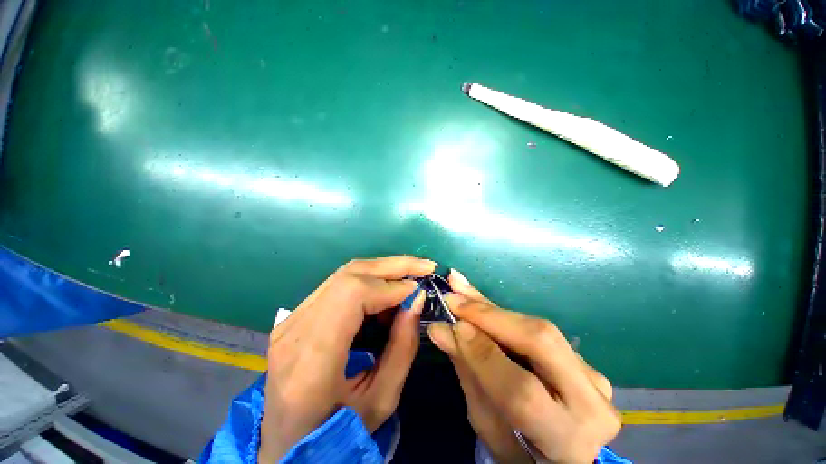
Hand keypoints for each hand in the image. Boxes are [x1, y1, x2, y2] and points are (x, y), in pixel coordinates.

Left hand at [258, 256, 433, 461]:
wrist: (288, 445)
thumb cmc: (336, 434)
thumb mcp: (381, 399)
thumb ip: (402, 346)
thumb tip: (416, 299)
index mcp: (311, 359)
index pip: (353, 295)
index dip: (390, 286)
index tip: (418, 290)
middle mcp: (295, 329)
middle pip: (349, 275)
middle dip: (392, 265)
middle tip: (424, 266)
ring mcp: (292, 319)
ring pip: (344, 274)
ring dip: (382, 270)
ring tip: (410, 277)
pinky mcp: (297, 315)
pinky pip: (339, 284)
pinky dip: (369, 281)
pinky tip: (386, 292)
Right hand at [428, 270, 619, 463]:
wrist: (564, 455)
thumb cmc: (518, 451)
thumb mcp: (488, 425)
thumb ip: (469, 374)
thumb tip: (441, 330)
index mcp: (566, 440)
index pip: (521, 389)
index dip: (483, 353)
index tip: (450, 325)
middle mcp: (590, 404)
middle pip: (539, 341)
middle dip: (489, 315)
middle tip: (454, 298)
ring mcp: (592, 376)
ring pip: (539, 327)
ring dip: (492, 307)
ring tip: (460, 286)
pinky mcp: (584, 359)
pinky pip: (536, 328)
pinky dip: (503, 313)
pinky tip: (478, 299)